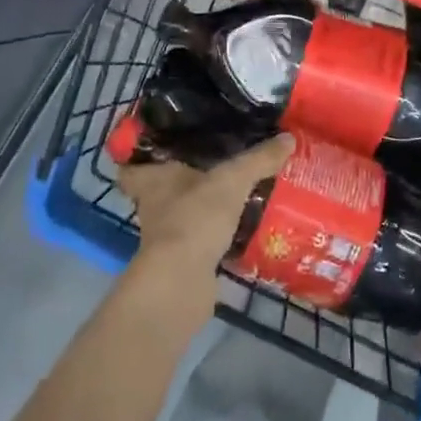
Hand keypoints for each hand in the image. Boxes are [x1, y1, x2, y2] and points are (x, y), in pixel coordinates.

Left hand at [117, 134, 293, 329]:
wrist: (182, 283)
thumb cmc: (194, 218)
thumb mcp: (232, 180)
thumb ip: (259, 159)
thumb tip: (289, 138)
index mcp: (153, 180)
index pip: (131, 167)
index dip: (139, 158)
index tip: (159, 147)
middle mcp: (153, 207)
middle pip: (161, 190)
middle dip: (182, 182)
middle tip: (212, 166)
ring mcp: (166, 238)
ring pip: (182, 216)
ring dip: (201, 209)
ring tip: (234, 195)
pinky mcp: (183, 262)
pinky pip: (200, 241)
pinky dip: (215, 237)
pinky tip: (240, 228)